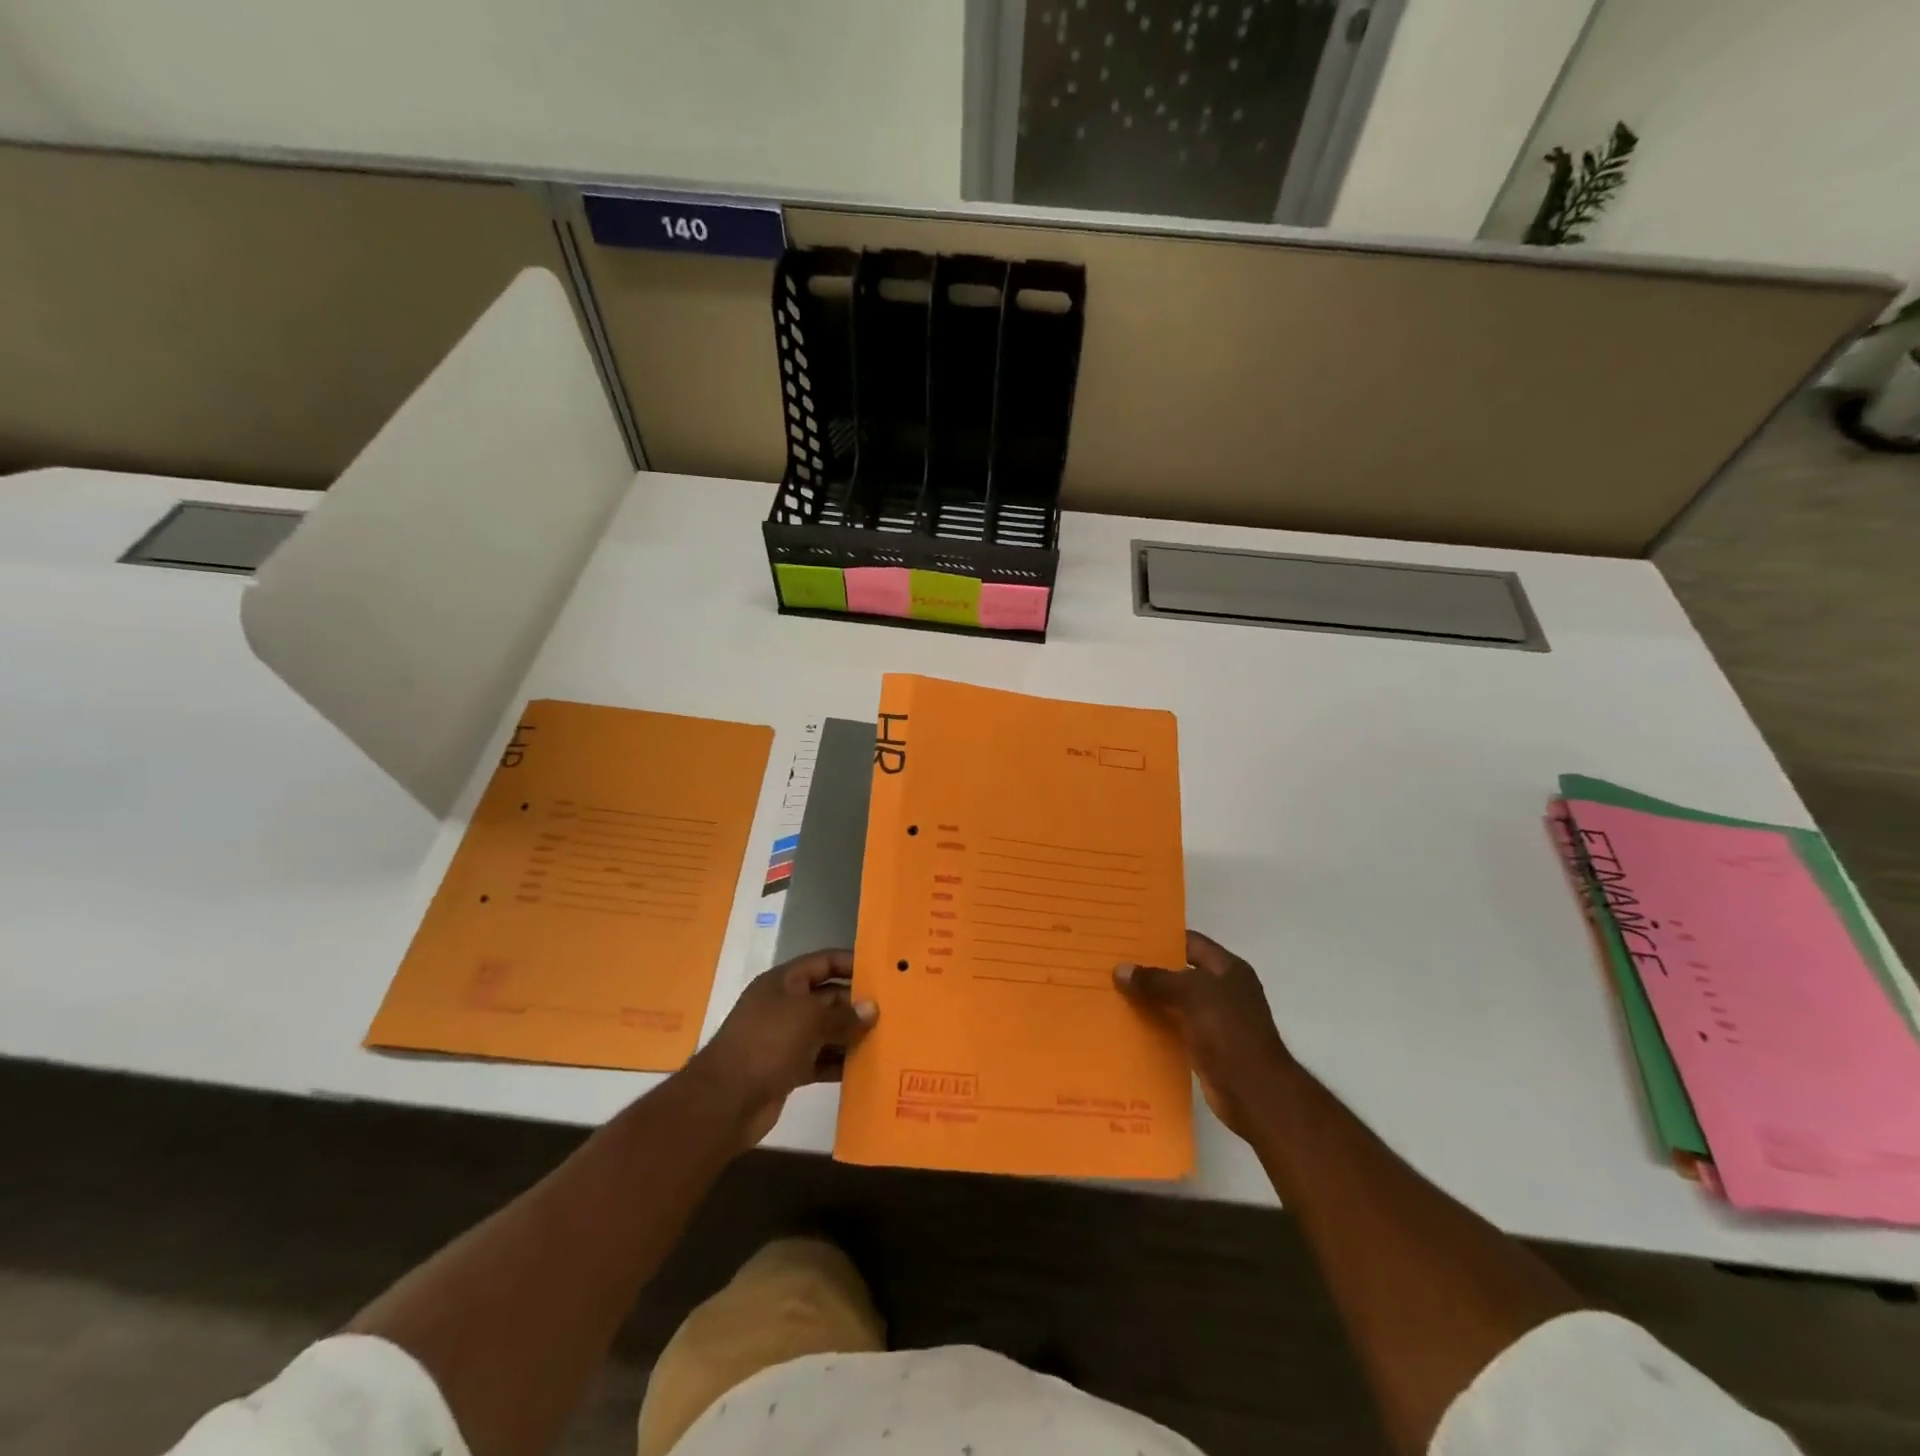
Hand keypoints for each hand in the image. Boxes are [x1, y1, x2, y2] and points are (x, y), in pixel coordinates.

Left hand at [689, 950, 876, 1147]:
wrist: (725, 1101)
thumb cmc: (767, 1043)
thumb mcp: (808, 1019)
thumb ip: (843, 1014)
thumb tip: (872, 1008)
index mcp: (784, 982)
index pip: (823, 962)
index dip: (851, 962)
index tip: (882, 971)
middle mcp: (785, 1006)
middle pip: (828, 997)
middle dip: (857, 1003)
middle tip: (893, 1009)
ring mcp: (785, 1039)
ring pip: (826, 1030)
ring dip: (851, 1034)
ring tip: (887, 1037)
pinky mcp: (788, 1069)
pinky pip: (821, 1060)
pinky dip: (840, 1062)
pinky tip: (866, 1067)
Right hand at [1115, 930, 1294, 1138]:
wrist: (1254, 1092)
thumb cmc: (1228, 1030)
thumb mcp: (1191, 994)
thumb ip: (1155, 980)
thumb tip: (1120, 969)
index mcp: (1228, 969)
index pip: (1191, 943)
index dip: (1162, 938)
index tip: (1129, 938)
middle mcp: (1224, 991)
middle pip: (1181, 973)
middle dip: (1150, 971)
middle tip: (1114, 965)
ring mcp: (1216, 1021)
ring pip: (1175, 1003)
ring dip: (1150, 1000)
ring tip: (1113, 992)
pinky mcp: (1206, 1048)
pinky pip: (1175, 1029)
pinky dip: (1156, 1026)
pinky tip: (1128, 1024)